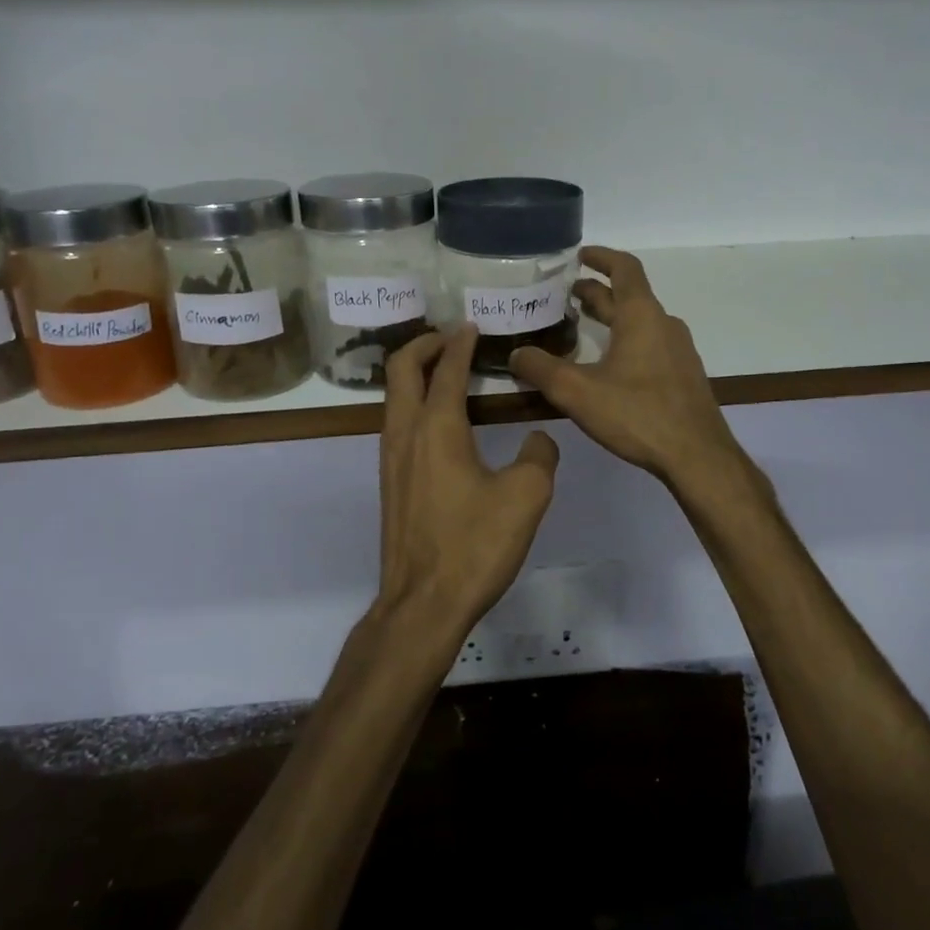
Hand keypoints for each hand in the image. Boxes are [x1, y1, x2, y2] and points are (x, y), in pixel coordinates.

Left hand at [374, 325, 559, 647]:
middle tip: (451, 337)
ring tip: (446, 370)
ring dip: (415, 373)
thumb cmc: (474, 545)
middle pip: (402, 368)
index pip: (448, 369)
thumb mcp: (526, 497)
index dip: (461, 343)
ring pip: (393, 396)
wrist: (423, 602)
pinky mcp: (389, 482)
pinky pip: (396, 422)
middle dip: (424, 344)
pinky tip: (440, 421)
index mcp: (437, 427)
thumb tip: (538, 439)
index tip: (473, 326)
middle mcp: (405, 433)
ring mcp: (390, 458)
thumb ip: (539, 456)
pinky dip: (413, 402)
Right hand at [510, 247, 743, 489]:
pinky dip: (624, 340)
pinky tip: (607, 365)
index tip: (579, 255)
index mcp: (642, 316)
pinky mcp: (682, 376)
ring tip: (581, 326)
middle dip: (597, 292)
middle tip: (566, 296)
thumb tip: (515, 354)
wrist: (697, 456)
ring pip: (639, 322)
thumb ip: (541, 369)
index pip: (624, 268)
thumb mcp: (578, 392)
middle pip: (629, 296)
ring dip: (611, 318)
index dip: (601, 257)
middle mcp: (663, 325)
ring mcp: (677, 351)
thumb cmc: (638, 414)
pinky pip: (649, 344)